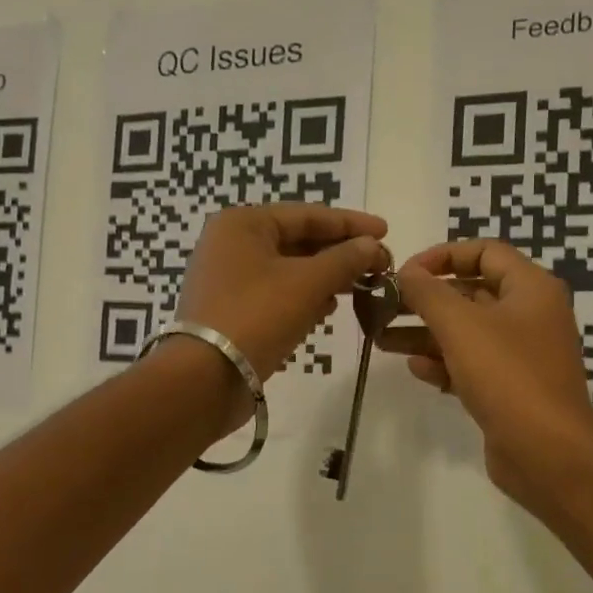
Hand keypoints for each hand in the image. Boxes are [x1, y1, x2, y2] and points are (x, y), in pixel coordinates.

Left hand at [175, 204, 388, 381]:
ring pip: (289, 269)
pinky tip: (328, 308)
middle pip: (298, 240)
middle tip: (379, 265)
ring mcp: (228, 278)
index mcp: (244, 224)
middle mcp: (231, 244)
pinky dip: (304, 297)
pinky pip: (276, 293)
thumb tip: (373, 245)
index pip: (308, 215)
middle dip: (340, 253)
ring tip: (361, 287)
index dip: (351, 224)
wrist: (206, 377)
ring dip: (325, 276)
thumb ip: (345, 259)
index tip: (386, 232)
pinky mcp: (231, 309)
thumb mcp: (308, 283)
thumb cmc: (257, 316)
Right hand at [379, 239, 592, 511]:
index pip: (484, 252)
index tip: (405, 272)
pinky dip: (443, 363)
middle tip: (382, 306)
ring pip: (465, 332)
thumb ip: (428, 293)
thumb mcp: (461, 325)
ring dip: (424, 333)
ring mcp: (520, 354)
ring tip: (381, 337)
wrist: (547, 453)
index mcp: (531, 288)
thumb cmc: (507, 375)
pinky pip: (471, 365)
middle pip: (470, 293)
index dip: (442, 256)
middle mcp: (529, 315)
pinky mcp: (509, 389)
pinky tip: (416, 369)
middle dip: (424, 299)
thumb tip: (406, 272)